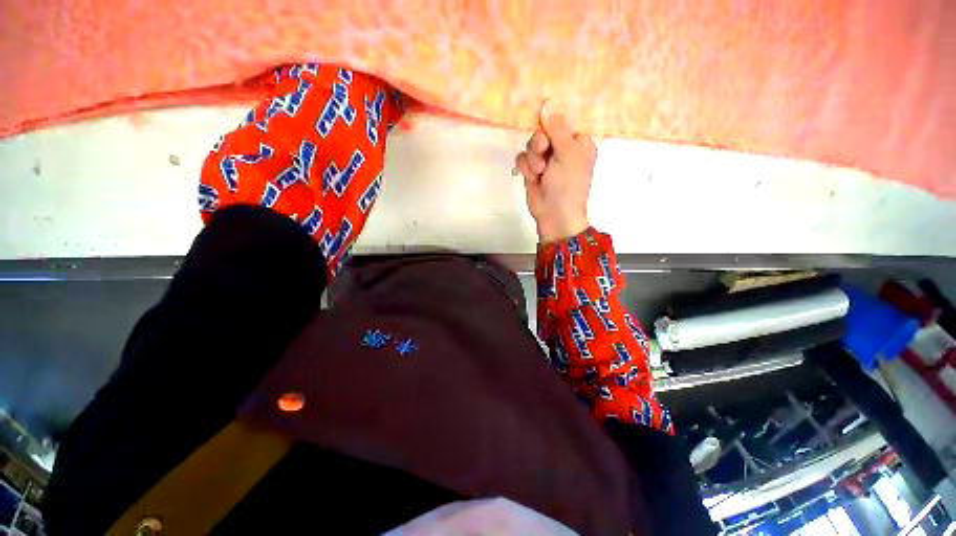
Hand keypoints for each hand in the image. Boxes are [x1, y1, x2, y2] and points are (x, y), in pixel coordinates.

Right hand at [515, 101, 597, 243]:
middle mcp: (562, 147)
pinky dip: (525, 167)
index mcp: (578, 141)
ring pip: (531, 144)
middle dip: (539, 144)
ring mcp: (546, 159)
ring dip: (532, 158)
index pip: (563, 119)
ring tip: (539, 173)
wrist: (554, 215)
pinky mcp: (532, 169)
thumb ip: (557, 128)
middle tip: (544, 154)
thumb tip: (549, 101)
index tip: (546, 124)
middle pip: (543, 130)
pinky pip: (522, 157)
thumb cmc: (568, 185)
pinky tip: (532, 177)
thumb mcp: (567, 154)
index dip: (552, 120)